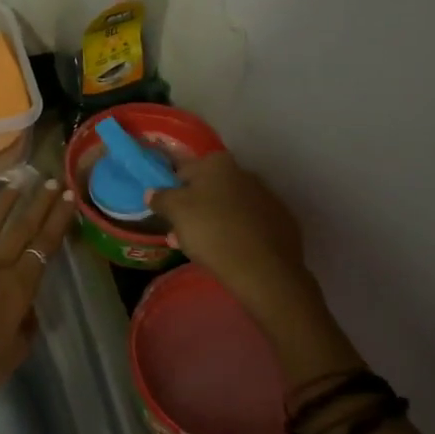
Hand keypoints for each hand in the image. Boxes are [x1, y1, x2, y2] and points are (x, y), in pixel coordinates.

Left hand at [0, 178, 76, 420]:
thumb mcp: (15, 354)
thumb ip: (26, 325)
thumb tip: (26, 307)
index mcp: (17, 289)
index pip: (44, 246)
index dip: (58, 220)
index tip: (69, 198)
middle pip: (20, 230)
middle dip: (39, 204)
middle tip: (52, 181)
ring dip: (4, 203)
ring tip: (17, 183)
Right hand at [148, 153, 362, 384]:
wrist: (264, 270)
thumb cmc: (212, 232)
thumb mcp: (176, 212)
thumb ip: (161, 197)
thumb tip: (152, 191)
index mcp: (218, 163)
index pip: (183, 171)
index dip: (170, 191)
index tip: (165, 212)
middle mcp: (244, 172)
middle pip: (208, 189)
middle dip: (193, 208)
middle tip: (181, 233)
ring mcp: (266, 197)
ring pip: (230, 207)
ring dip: (214, 221)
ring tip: (202, 249)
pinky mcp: (281, 221)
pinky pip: (250, 224)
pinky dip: (238, 234)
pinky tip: (230, 253)